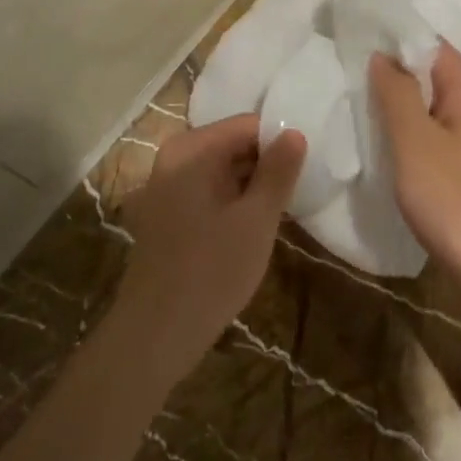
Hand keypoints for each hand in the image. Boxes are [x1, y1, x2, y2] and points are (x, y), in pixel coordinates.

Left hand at [112, 114, 304, 384]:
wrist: (154, 335)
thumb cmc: (211, 271)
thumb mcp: (256, 220)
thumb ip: (278, 171)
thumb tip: (296, 133)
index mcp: (193, 148)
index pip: (249, 125)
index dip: (281, 142)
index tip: (306, 169)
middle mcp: (175, 156)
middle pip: (234, 143)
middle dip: (267, 163)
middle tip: (297, 191)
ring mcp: (166, 184)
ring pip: (222, 169)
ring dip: (251, 185)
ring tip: (280, 210)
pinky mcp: (166, 211)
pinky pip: (208, 189)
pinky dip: (232, 200)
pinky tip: (252, 227)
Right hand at [369, 44, 460, 310]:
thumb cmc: (455, 200)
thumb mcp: (414, 141)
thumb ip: (396, 92)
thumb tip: (382, 55)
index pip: (426, 43)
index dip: (388, 43)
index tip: (349, 49)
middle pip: (430, 72)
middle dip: (391, 77)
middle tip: (346, 83)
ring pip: (432, 103)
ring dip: (400, 107)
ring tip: (360, 111)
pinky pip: (440, 130)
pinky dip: (414, 132)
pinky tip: (389, 146)